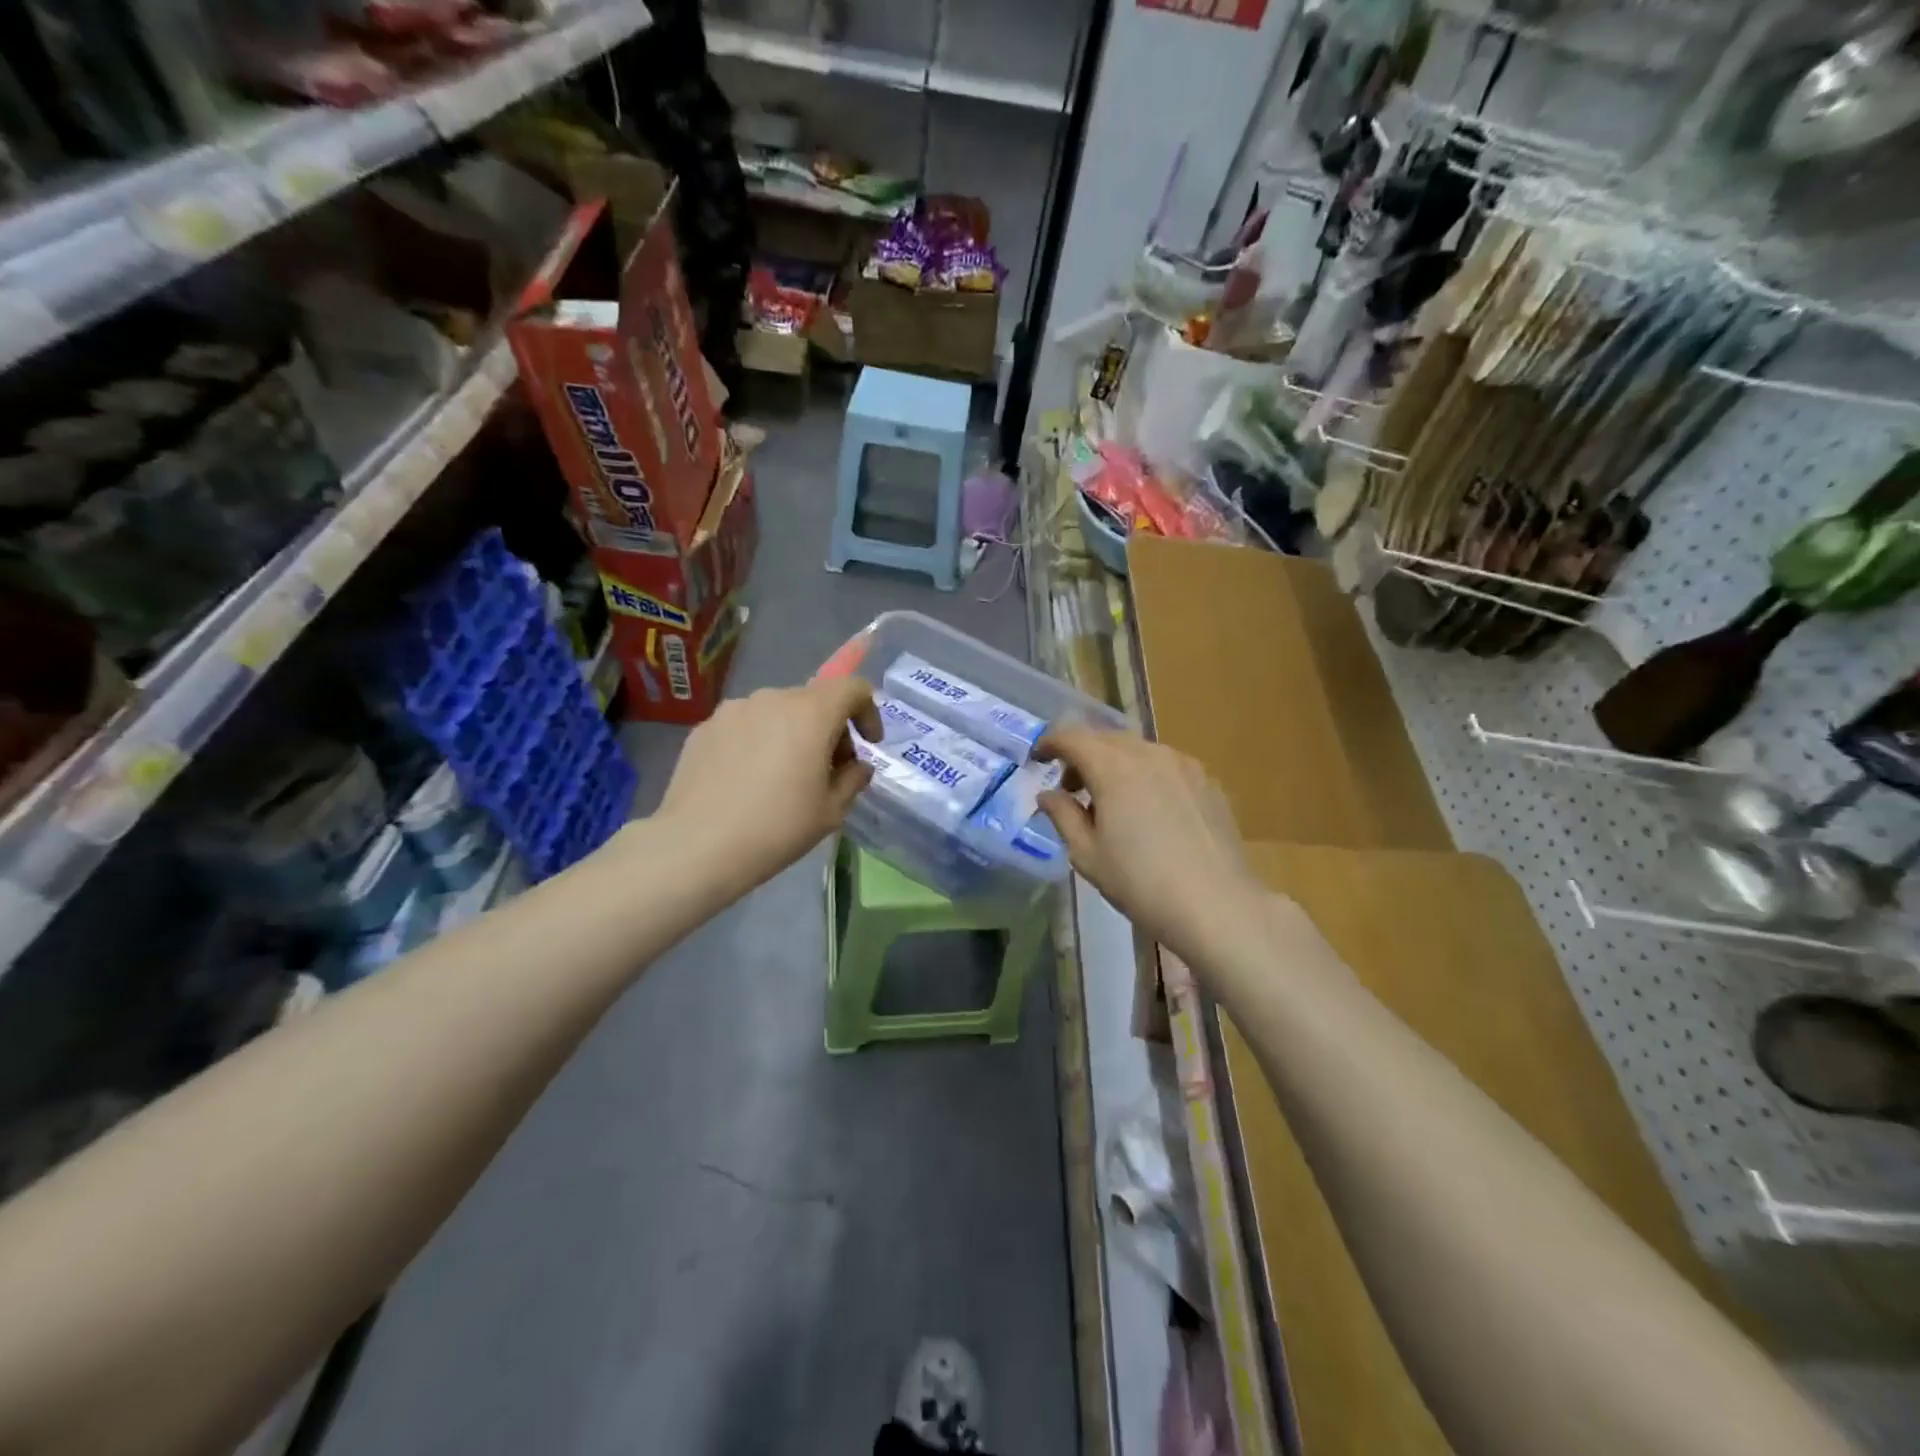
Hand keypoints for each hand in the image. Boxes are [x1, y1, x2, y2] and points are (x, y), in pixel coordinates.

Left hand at [656, 677, 881, 893]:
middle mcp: (772, 699)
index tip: (868, 743)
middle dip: (830, 729)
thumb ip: (853, 780)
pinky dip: (759, 742)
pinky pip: (746, 726)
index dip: (868, 711)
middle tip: (828, 770)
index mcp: (811, 713)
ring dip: (792, 734)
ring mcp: (733, 710)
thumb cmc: (776, 828)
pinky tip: (748, 780)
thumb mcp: (831, 811)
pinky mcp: (705, 727)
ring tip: (783, 776)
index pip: (852, 687)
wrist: (696, 847)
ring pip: (777, 712)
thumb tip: (857, 766)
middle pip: (814, 700)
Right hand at [1037, 728, 1267, 964]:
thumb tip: (1048, 795)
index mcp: (1114, 768)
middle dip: (1082, 755)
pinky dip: (1146, 776)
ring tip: (1111, 803)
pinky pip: (1166, 766)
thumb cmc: (1141, 883)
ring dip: (1115, 765)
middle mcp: (1150, 754)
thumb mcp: (1087, 855)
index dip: (1050, 743)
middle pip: (1106, 739)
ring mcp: (1184, 765)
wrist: (1216, 906)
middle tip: (1071, 789)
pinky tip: (1150, 812)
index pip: (1072, 737)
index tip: (1038, 760)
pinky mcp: (1208, 782)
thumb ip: (1063, 816)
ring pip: (1138, 750)